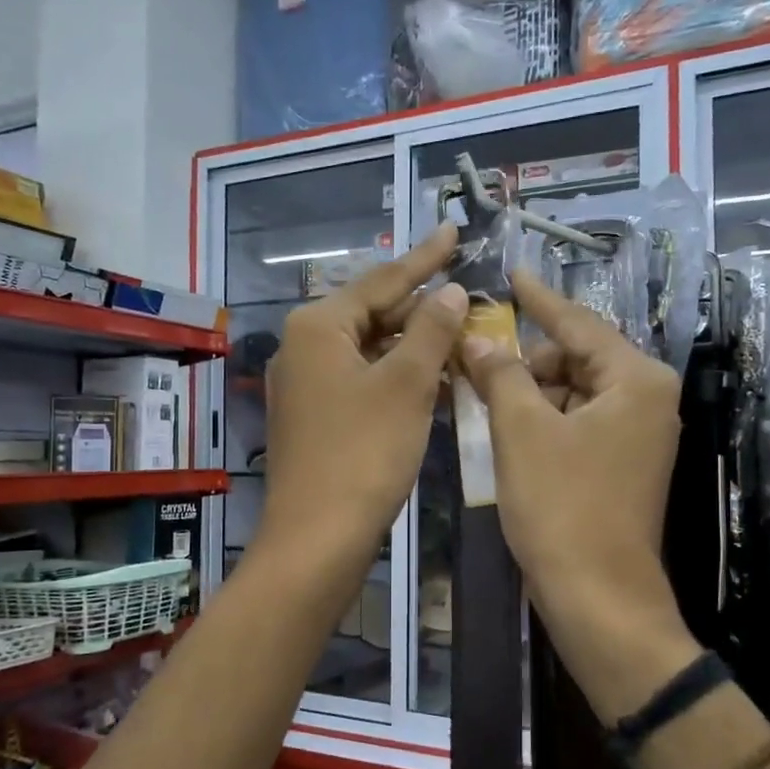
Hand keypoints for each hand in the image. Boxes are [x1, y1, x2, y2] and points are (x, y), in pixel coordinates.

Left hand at [257, 225, 465, 573]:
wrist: (318, 537)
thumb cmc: (363, 453)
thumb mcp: (406, 384)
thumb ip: (431, 331)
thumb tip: (450, 292)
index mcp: (319, 326)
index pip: (382, 280)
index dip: (424, 258)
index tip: (454, 231)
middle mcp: (303, 347)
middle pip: (373, 313)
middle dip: (421, 307)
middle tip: (466, 293)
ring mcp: (306, 385)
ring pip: (369, 349)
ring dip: (413, 344)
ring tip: (459, 333)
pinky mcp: (314, 417)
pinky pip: (362, 380)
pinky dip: (396, 375)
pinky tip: (430, 378)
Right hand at [459, 269, 699, 718]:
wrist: (598, 597)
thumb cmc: (562, 506)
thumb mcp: (522, 431)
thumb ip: (500, 374)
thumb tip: (476, 339)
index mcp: (636, 380)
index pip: (578, 324)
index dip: (539, 299)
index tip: (512, 274)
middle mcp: (646, 400)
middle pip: (576, 358)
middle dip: (524, 358)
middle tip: (473, 354)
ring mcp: (636, 437)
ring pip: (572, 393)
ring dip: (527, 392)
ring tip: (478, 390)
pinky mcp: (620, 466)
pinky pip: (576, 424)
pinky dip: (540, 420)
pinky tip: (502, 425)